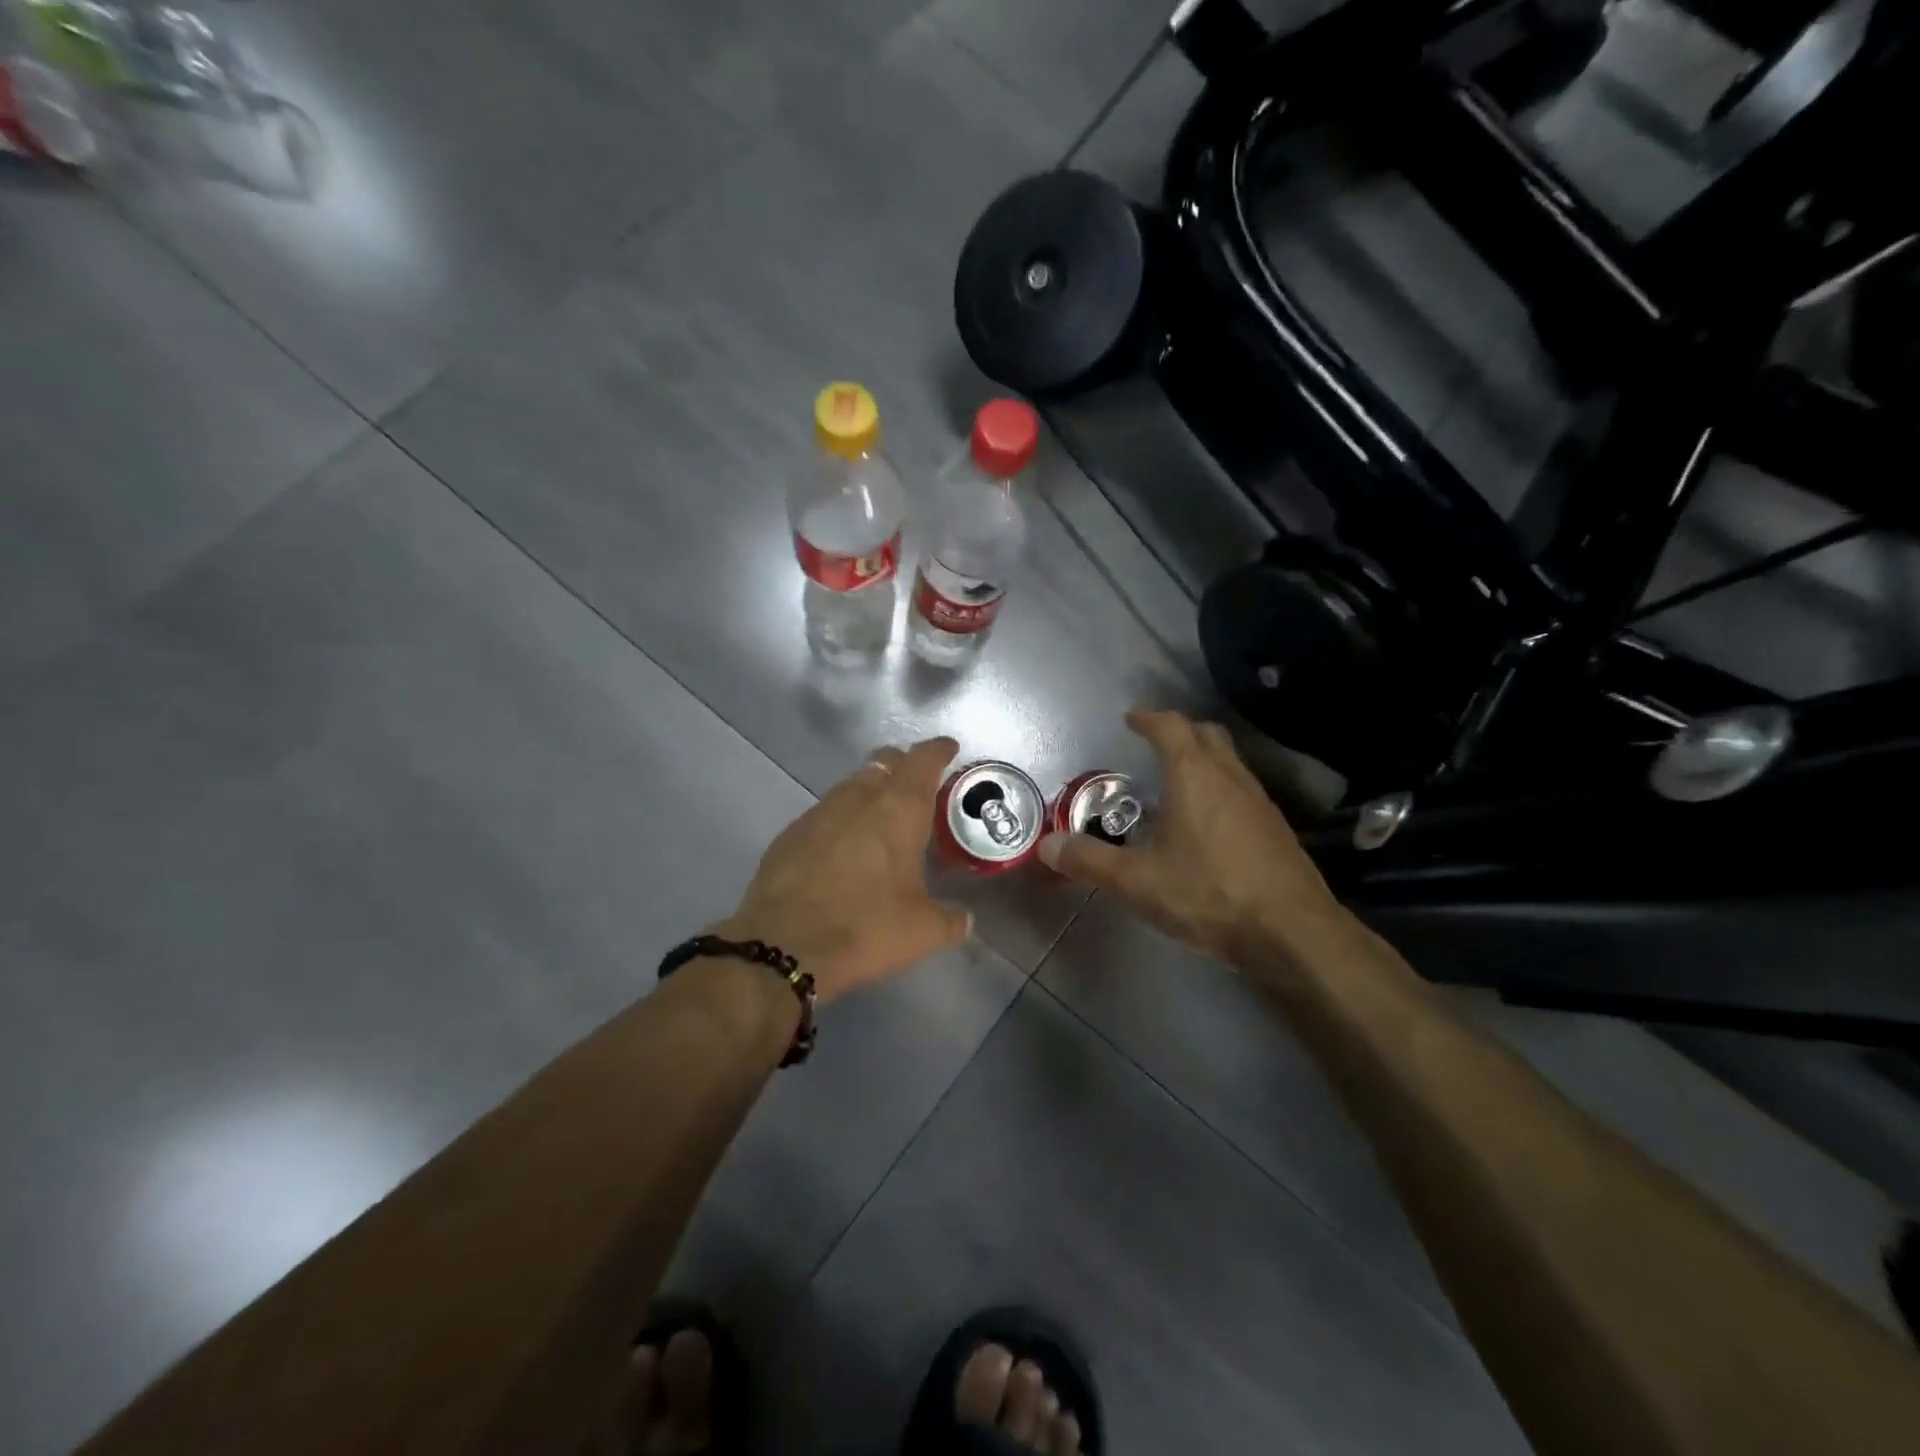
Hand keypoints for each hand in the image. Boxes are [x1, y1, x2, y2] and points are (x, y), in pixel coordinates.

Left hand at [717, 738, 972, 1003]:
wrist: (783, 945)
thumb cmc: (865, 927)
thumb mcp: (921, 931)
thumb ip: (950, 921)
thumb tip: (964, 921)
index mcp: (899, 809)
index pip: (923, 761)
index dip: (938, 750)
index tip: (948, 748)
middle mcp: (859, 798)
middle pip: (884, 761)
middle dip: (903, 765)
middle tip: (917, 784)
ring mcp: (820, 812)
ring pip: (852, 784)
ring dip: (871, 790)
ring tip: (882, 815)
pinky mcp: (791, 833)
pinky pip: (825, 812)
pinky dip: (842, 818)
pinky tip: (843, 846)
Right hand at [1038, 709, 1351, 970]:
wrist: (1293, 933)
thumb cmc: (1209, 894)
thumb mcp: (1138, 881)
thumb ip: (1090, 860)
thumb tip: (1047, 845)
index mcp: (1194, 775)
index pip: (1171, 727)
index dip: (1149, 718)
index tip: (1131, 719)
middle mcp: (1230, 777)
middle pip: (1207, 735)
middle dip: (1179, 732)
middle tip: (1154, 744)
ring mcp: (1259, 802)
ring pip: (1229, 763)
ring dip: (1203, 761)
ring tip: (1176, 784)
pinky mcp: (1276, 829)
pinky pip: (1242, 791)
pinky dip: (1220, 790)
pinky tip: (1207, 825)